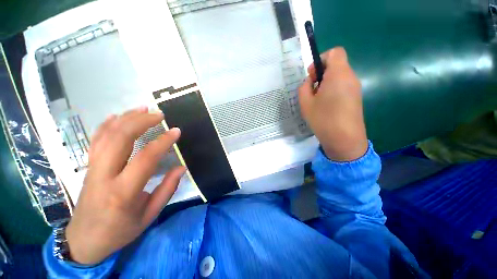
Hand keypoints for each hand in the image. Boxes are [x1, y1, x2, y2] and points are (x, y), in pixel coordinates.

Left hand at [65, 107, 185, 264]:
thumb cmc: (120, 230)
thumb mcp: (149, 215)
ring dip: (126, 118)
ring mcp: (93, 168)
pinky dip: (106, 124)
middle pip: (120, 139)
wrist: (84, 240)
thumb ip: (167, 189)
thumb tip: (182, 167)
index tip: (176, 131)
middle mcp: (105, 176)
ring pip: (107, 135)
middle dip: (141, 121)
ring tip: (143, 109)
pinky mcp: (88, 166)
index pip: (145, 158)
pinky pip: (95, 140)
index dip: (163, 142)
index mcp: (123, 192)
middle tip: (159, 114)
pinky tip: (118, 116)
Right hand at [299, 47, 367, 161]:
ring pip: (339, 76)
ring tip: (317, 99)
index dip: (322, 59)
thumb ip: (304, 87)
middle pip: (337, 64)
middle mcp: (350, 77)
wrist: (344, 139)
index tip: (313, 75)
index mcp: (338, 74)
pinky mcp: (356, 97)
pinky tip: (326, 105)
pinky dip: (333, 89)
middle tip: (312, 89)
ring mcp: (355, 88)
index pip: (335, 52)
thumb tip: (310, 82)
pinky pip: (343, 86)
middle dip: (322, 73)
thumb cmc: (323, 118)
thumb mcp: (305, 102)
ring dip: (326, 82)